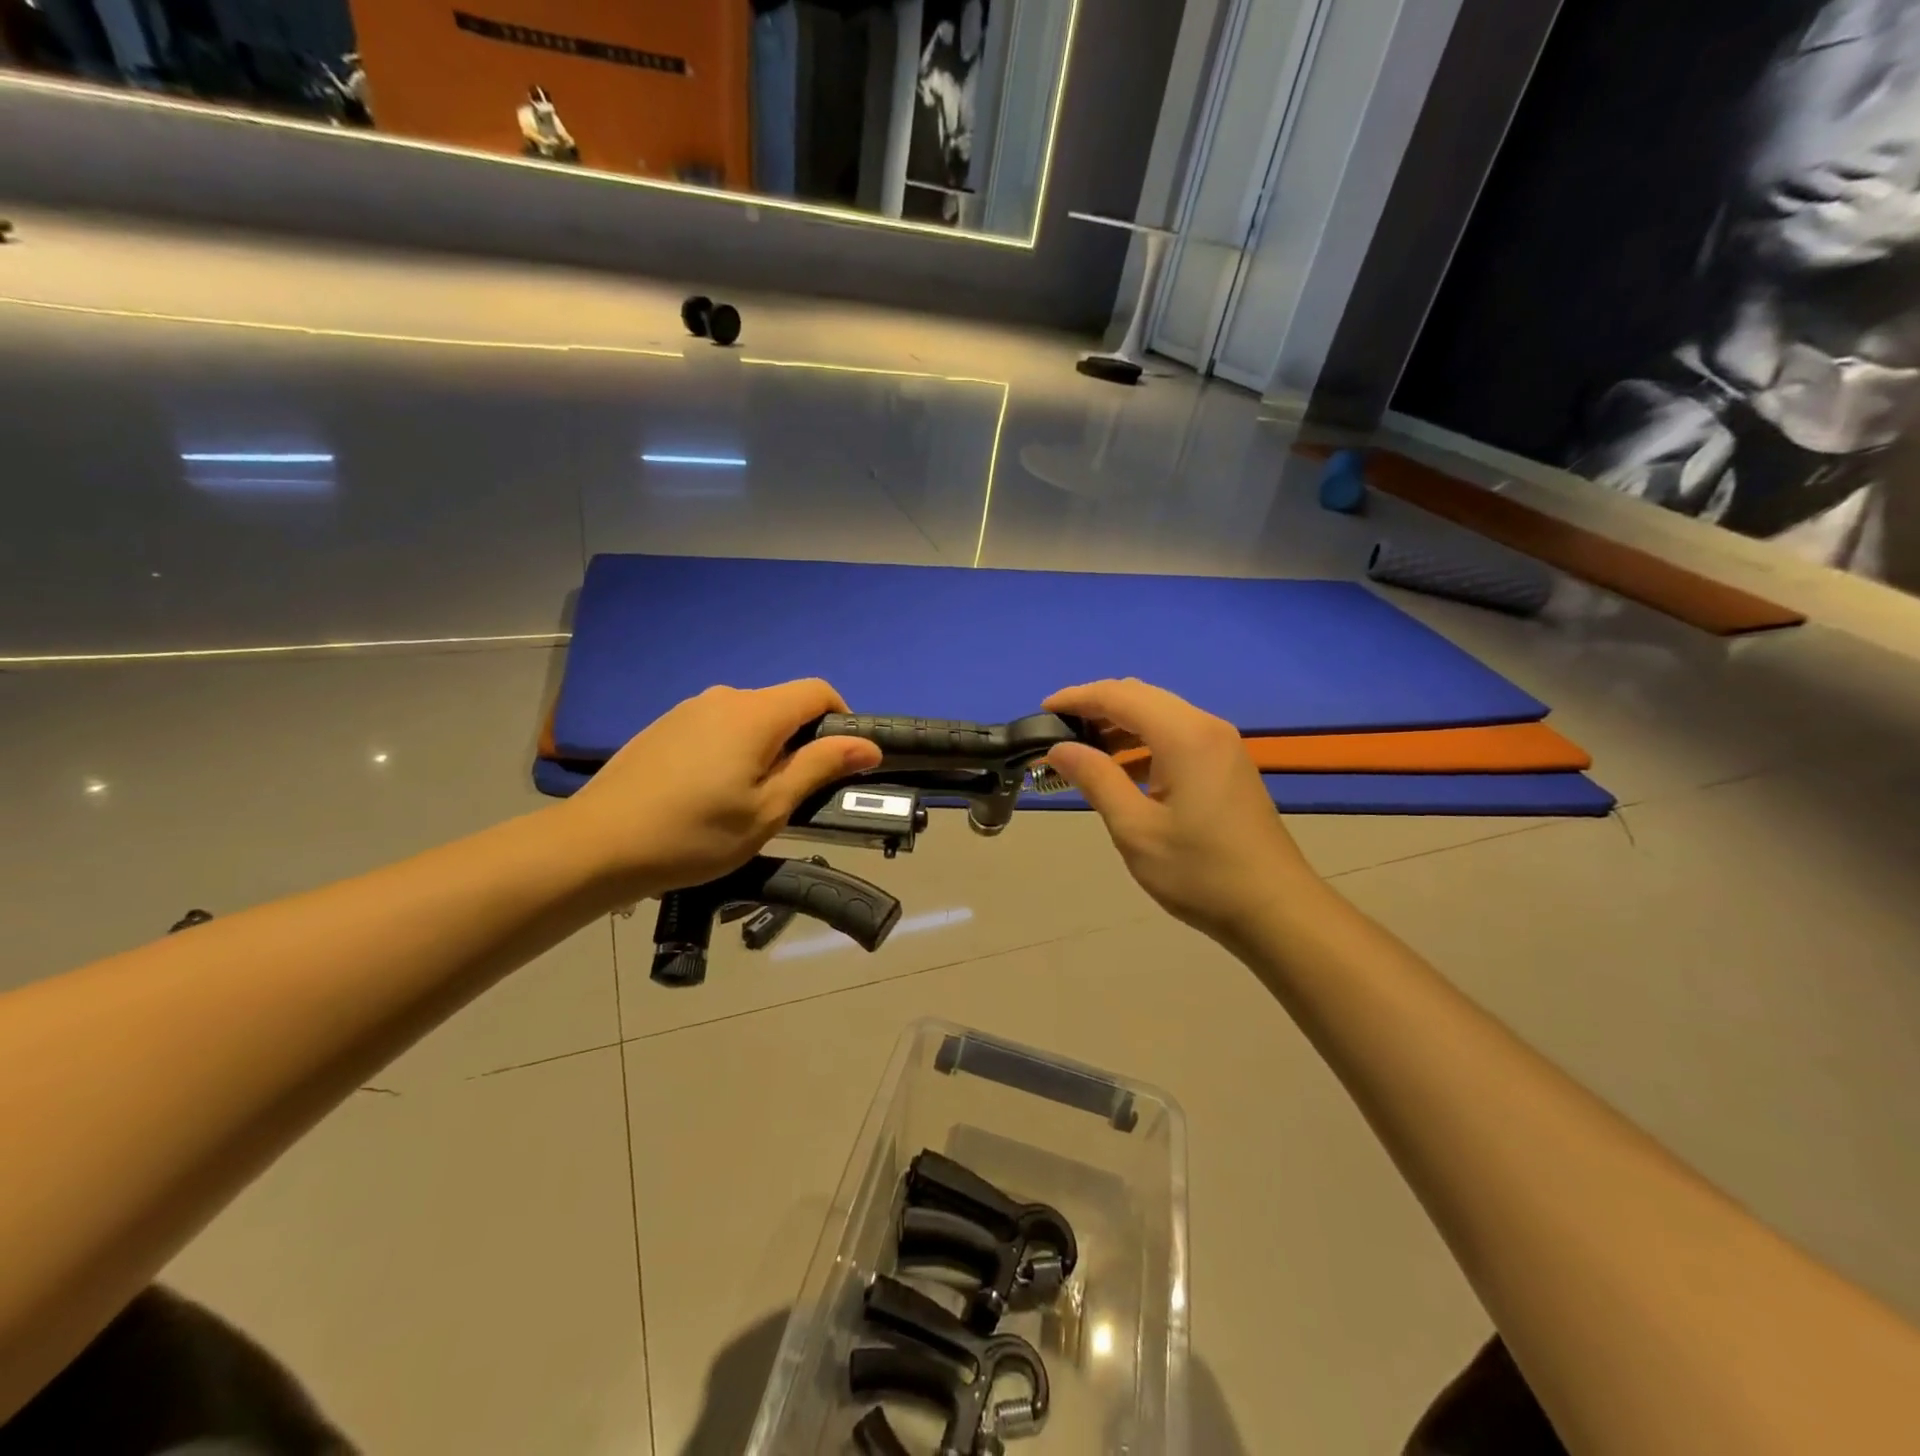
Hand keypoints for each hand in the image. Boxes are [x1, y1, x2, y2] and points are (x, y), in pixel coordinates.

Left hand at [563, 680, 881, 897]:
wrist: (598, 845)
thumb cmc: (695, 834)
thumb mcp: (769, 809)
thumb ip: (819, 768)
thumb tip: (868, 745)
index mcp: (756, 713)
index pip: (818, 692)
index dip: (841, 719)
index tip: (840, 762)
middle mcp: (724, 697)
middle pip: (783, 705)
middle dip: (802, 740)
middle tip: (794, 794)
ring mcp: (689, 708)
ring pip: (750, 717)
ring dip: (766, 748)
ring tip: (748, 799)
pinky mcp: (665, 725)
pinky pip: (717, 726)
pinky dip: (733, 749)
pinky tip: (710, 792)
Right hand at [1043, 679, 1320, 944]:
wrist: (1275, 910)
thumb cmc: (1200, 872)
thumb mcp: (1136, 829)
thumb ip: (1096, 779)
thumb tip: (1059, 748)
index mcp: (1184, 736)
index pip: (1120, 696)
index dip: (1077, 697)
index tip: (1043, 712)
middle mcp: (1206, 728)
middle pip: (1141, 697)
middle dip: (1096, 707)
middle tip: (1059, 734)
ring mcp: (1221, 746)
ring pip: (1160, 715)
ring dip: (1119, 726)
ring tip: (1083, 753)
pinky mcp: (1226, 766)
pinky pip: (1176, 736)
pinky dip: (1143, 743)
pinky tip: (1122, 772)